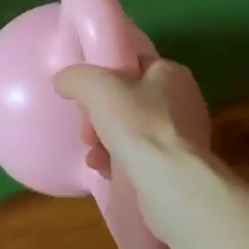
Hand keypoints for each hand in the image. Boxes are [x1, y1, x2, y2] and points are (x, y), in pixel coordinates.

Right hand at [53, 58, 212, 202]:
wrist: (171, 184)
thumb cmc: (137, 126)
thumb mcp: (96, 88)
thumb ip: (76, 77)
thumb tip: (64, 81)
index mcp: (171, 74)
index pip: (134, 64)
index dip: (106, 75)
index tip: (86, 94)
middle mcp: (183, 101)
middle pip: (129, 101)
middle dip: (100, 117)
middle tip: (86, 131)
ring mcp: (184, 136)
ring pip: (132, 132)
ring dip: (104, 142)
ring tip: (93, 156)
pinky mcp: (179, 167)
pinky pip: (142, 157)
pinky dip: (120, 162)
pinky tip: (106, 171)